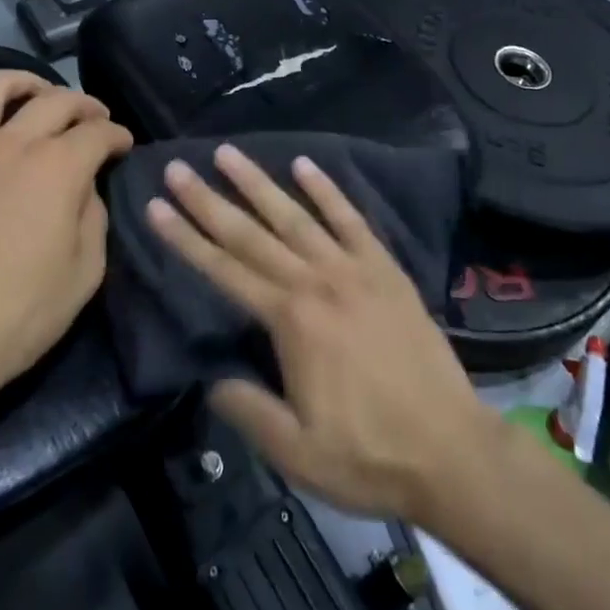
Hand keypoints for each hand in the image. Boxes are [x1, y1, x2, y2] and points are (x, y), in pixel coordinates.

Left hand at [0, 70, 132, 415]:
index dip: (117, 136)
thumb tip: (85, 190)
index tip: (123, 146)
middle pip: (54, 99)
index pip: (98, 133)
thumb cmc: (12, 318)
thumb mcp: (83, 277)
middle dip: (84, 104)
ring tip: (35, 96)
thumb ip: (93, 220)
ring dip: (24, 84)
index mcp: (56, 168)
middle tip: (93, 119)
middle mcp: (10, 142)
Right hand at [145, 146, 499, 523]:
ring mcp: (354, 269)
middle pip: (251, 233)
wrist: (453, 452)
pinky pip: (351, 219)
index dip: (185, 238)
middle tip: (178, 168)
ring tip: (228, 153)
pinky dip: (327, 190)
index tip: (157, 206)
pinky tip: (305, 165)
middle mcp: (316, 282)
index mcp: (290, 321)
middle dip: (209, 200)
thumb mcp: (296, 452)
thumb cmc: (369, 456)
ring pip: (295, 216)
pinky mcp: (385, 269)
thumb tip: (212, 377)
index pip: (224, 270)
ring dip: (258, 183)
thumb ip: (247, 409)